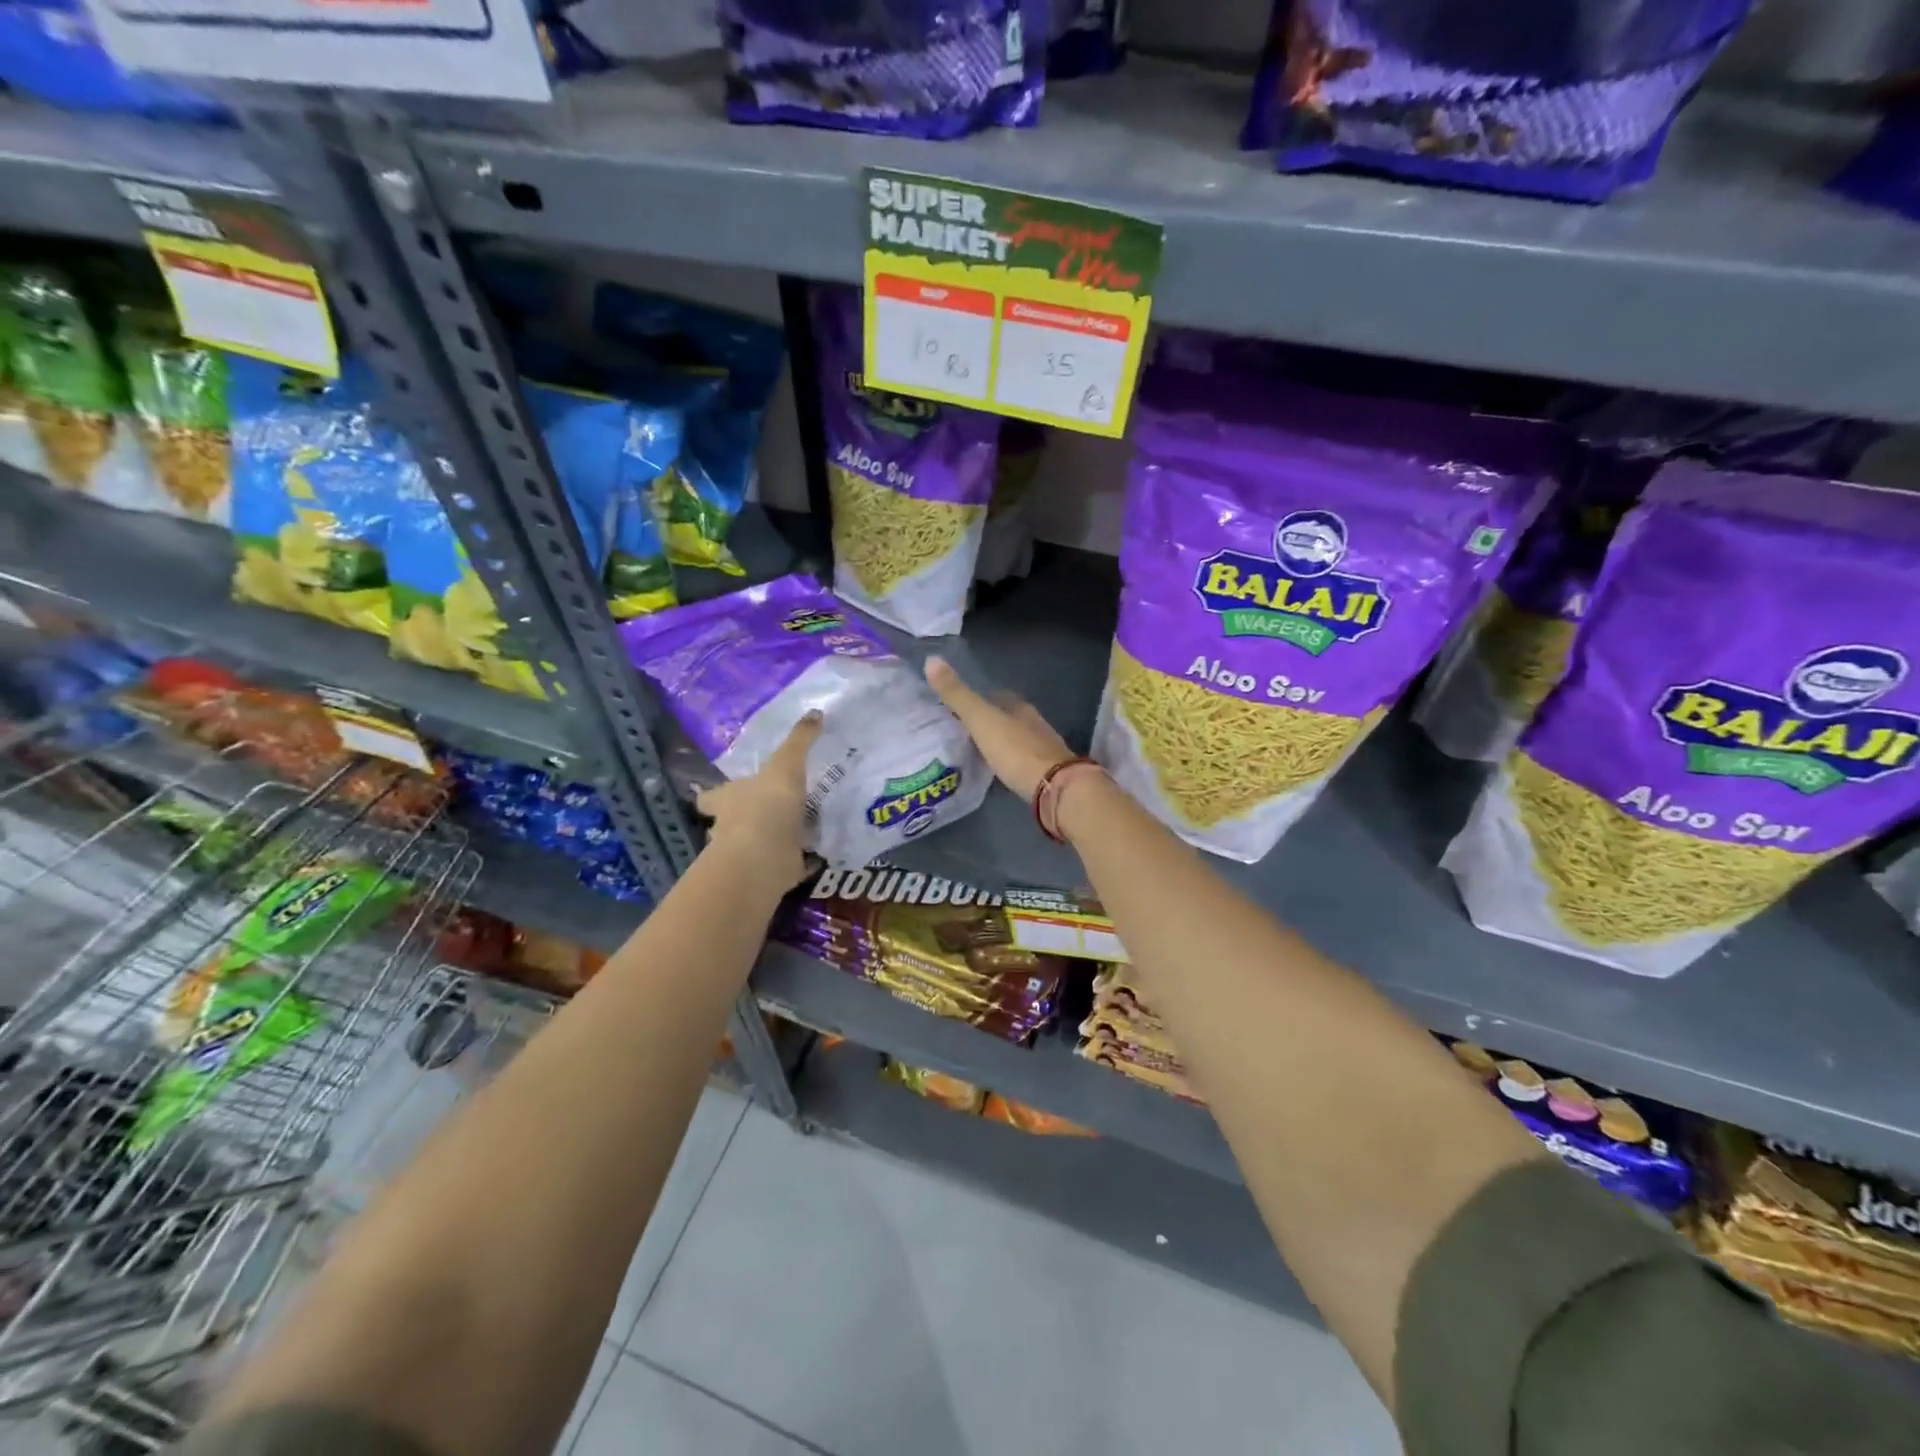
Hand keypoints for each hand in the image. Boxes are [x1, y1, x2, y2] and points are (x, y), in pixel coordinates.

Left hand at [696, 710, 821, 885]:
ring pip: (757, 845)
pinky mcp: (771, 873)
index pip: (712, 796)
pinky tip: (817, 856)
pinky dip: (799, 862)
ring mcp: (749, 854)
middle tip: (769, 810)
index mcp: (728, 799)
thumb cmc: (766, 806)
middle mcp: (731, 827)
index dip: (716, 794)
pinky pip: (788, 866)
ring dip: (772, 840)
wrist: (765, 857)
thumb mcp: (785, 765)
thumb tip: (815, 711)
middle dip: (746, 818)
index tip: (725, 792)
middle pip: (731, 822)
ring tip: (797, 830)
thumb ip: (799, 741)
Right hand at [924, 656, 1072, 800]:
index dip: (977, 700)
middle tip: (961, 732)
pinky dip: (1008, 762)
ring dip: (998, 743)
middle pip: (1007, 718)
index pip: (996, 696)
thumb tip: (931, 660)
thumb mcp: (981, 720)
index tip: (956, 708)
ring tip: (975, 752)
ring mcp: (1042, 748)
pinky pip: (1021, 761)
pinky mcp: (1045, 773)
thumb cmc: (1015, 750)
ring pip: (1015, 739)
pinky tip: (996, 771)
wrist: (1054, 788)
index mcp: (1018, 706)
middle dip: (988, 722)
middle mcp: (1034, 723)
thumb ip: (957, 695)